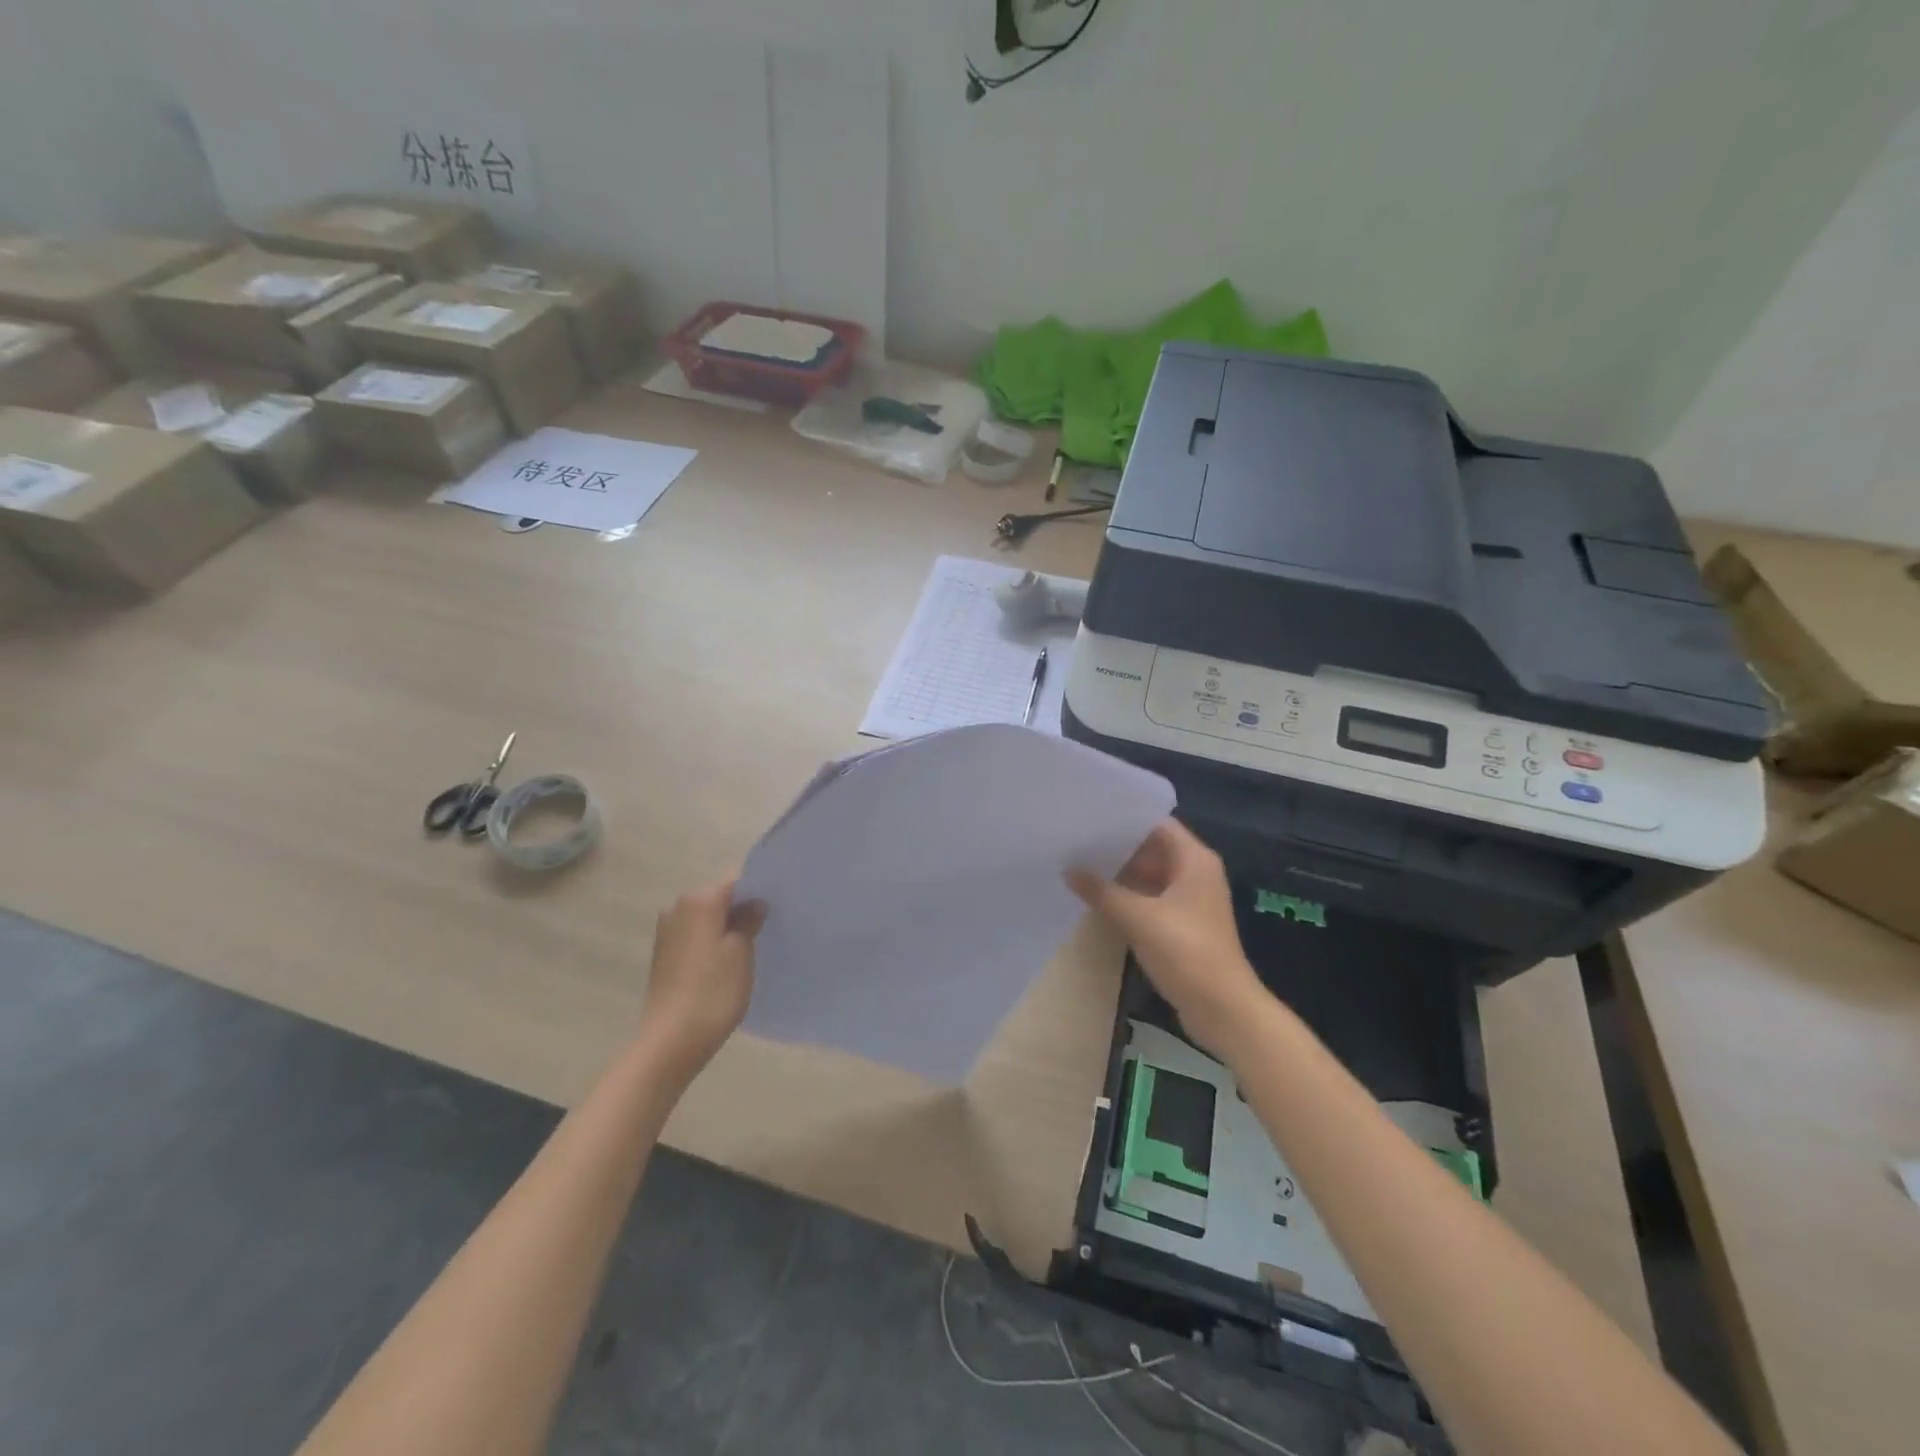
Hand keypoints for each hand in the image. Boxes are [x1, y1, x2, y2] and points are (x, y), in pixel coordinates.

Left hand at [636, 880, 765, 1083]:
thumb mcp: (741, 952)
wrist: (670, 1040)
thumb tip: (754, 904)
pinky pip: (696, 936)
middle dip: (743, 908)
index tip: (781, 904)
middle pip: (720, 898)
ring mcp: (667, 931)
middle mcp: (678, 907)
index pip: (736, 882)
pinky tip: (729, 961)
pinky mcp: (664, 954)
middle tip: (772, 925)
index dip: (760, 892)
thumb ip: (748, 920)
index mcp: (699, 900)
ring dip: (728, 927)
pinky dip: (713, 942)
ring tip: (754, 944)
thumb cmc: (712, 991)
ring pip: (708, 918)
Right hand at [1068, 819, 1269, 1060]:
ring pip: (1150, 874)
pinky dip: (1128, 895)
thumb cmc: (1186, 952)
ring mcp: (1190, 900)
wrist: (1223, 1009)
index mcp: (1194, 860)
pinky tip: (1098, 897)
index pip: (1157, 824)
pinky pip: (1151, 897)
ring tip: (1079, 863)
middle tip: (1076, 839)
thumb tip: (1068, 869)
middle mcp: (1195, 873)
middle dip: (1117, 846)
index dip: (1125, 819)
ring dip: (1121, 872)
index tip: (1090, 815)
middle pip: (1153, 848)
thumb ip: (1101, 891)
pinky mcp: (1183, 924)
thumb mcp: (1138, 918)